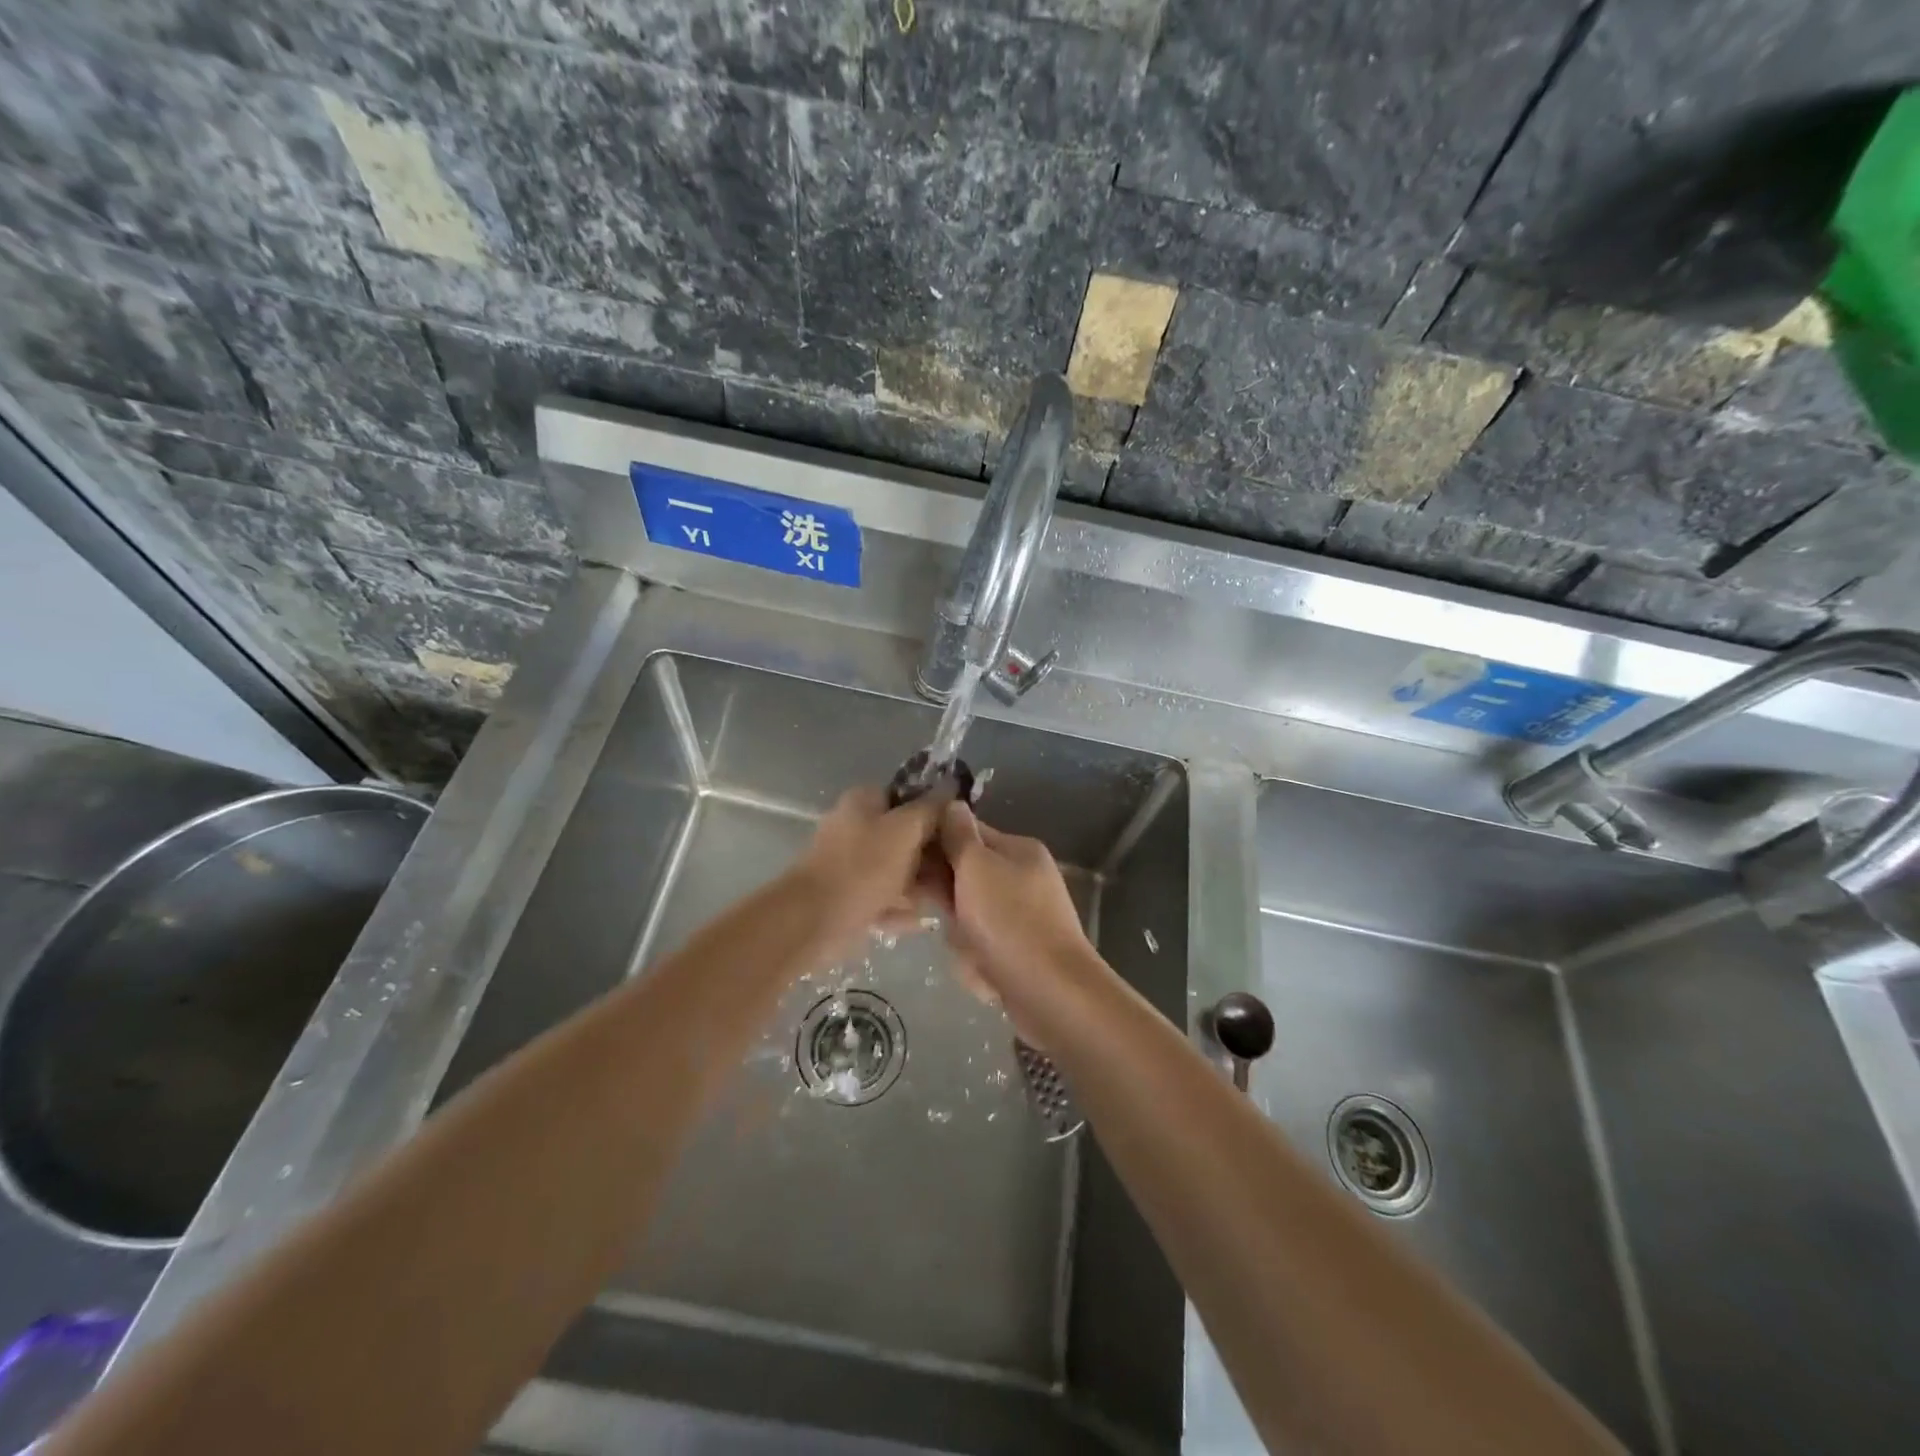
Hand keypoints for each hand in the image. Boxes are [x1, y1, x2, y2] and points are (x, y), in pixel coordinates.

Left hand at [791, 786, 946, 949]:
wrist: (813, 920)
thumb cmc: (863, 867)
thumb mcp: (905, 830)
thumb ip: (931, 809)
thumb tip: (951, 787)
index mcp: (864, 802)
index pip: (909, 798)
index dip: (937, 815)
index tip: (960, 835)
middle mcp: (855, 826)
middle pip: (906, 837)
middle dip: (931, 859)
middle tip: (955, 877)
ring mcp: (850, 863)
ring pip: (897, 870)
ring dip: (918, 887)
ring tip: (937, 904)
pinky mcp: (848, 895)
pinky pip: (883, 897)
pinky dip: (898, 909)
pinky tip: (915, 922)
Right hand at [933, 802, 1101, 1036]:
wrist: (1052, 993)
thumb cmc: (1010, 921)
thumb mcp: (976, 867)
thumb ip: (959, 835)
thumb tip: (951, 803)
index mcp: (1019, 849)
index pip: (966, 832)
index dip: (936, 845)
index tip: (908, 863)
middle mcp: (1024, 876)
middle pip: (965, 875)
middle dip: (947, 898)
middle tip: (939, 913)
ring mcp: (1023, 914)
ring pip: (969, 914)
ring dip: (960, 933)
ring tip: (969, 948)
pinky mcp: (1020, 948)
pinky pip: (982, 944)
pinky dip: (975, 957)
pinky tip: (979, 969)